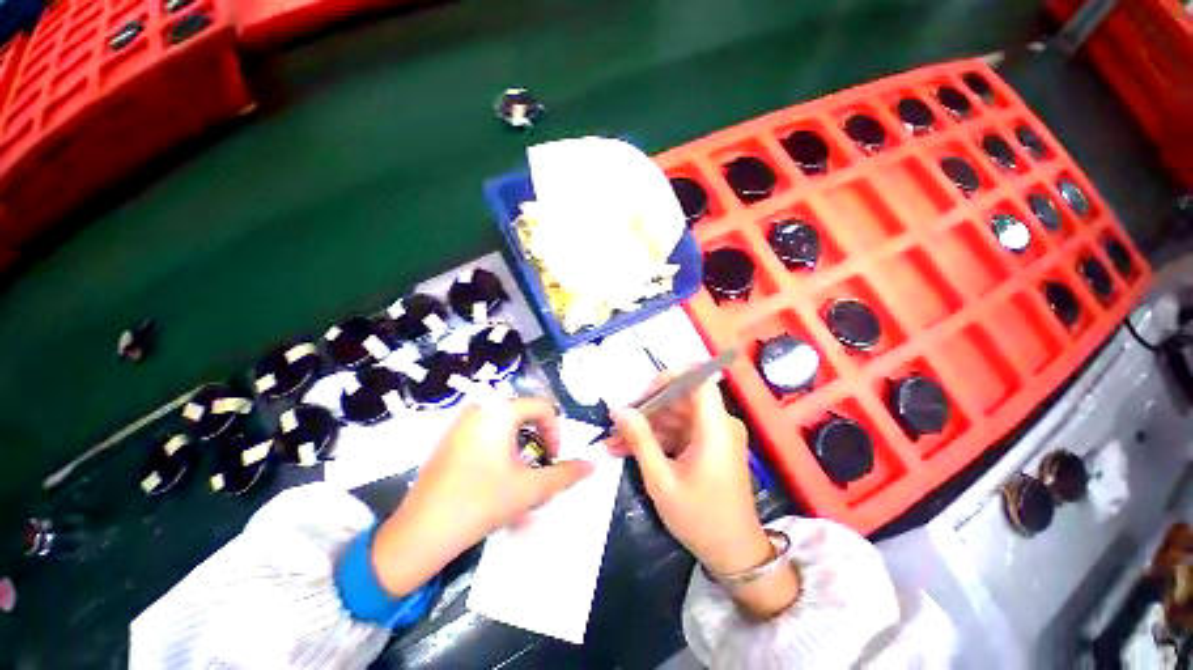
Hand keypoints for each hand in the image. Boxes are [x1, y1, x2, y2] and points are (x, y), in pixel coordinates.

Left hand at [370, 399, 592, 595]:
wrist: (420, 534)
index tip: (553, 458)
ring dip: (521, 448)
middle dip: (538, 441)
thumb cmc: (480, 503)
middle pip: (524, 415)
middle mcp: (479, 409)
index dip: (556, 431)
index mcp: (499, 412)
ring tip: (519, 477)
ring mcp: (460, 423)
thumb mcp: (530, 489)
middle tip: (538, 469)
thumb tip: (593, 465)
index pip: (542, 407)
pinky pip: (486, 434)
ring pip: (505, 427)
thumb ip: (565, 474)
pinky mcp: (449, 439)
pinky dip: (500, 450)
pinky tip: (494, 478)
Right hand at [609, 376, 798, 617]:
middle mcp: (719, 424)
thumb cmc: (699, 518)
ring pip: (675, 416)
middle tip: (617, 422)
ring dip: (645, 426)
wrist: (734, 556)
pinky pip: (679, 432)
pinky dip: (656, 439)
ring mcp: (714, 435)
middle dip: (646, 408)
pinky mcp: (708, 447)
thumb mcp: (661, 479)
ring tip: (614, 440)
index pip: (699, 380)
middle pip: (681, 399)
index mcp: (715, 427)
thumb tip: (618, 410)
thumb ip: (640, 439)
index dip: (670, 377)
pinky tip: (628, 449)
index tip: (642, 392)